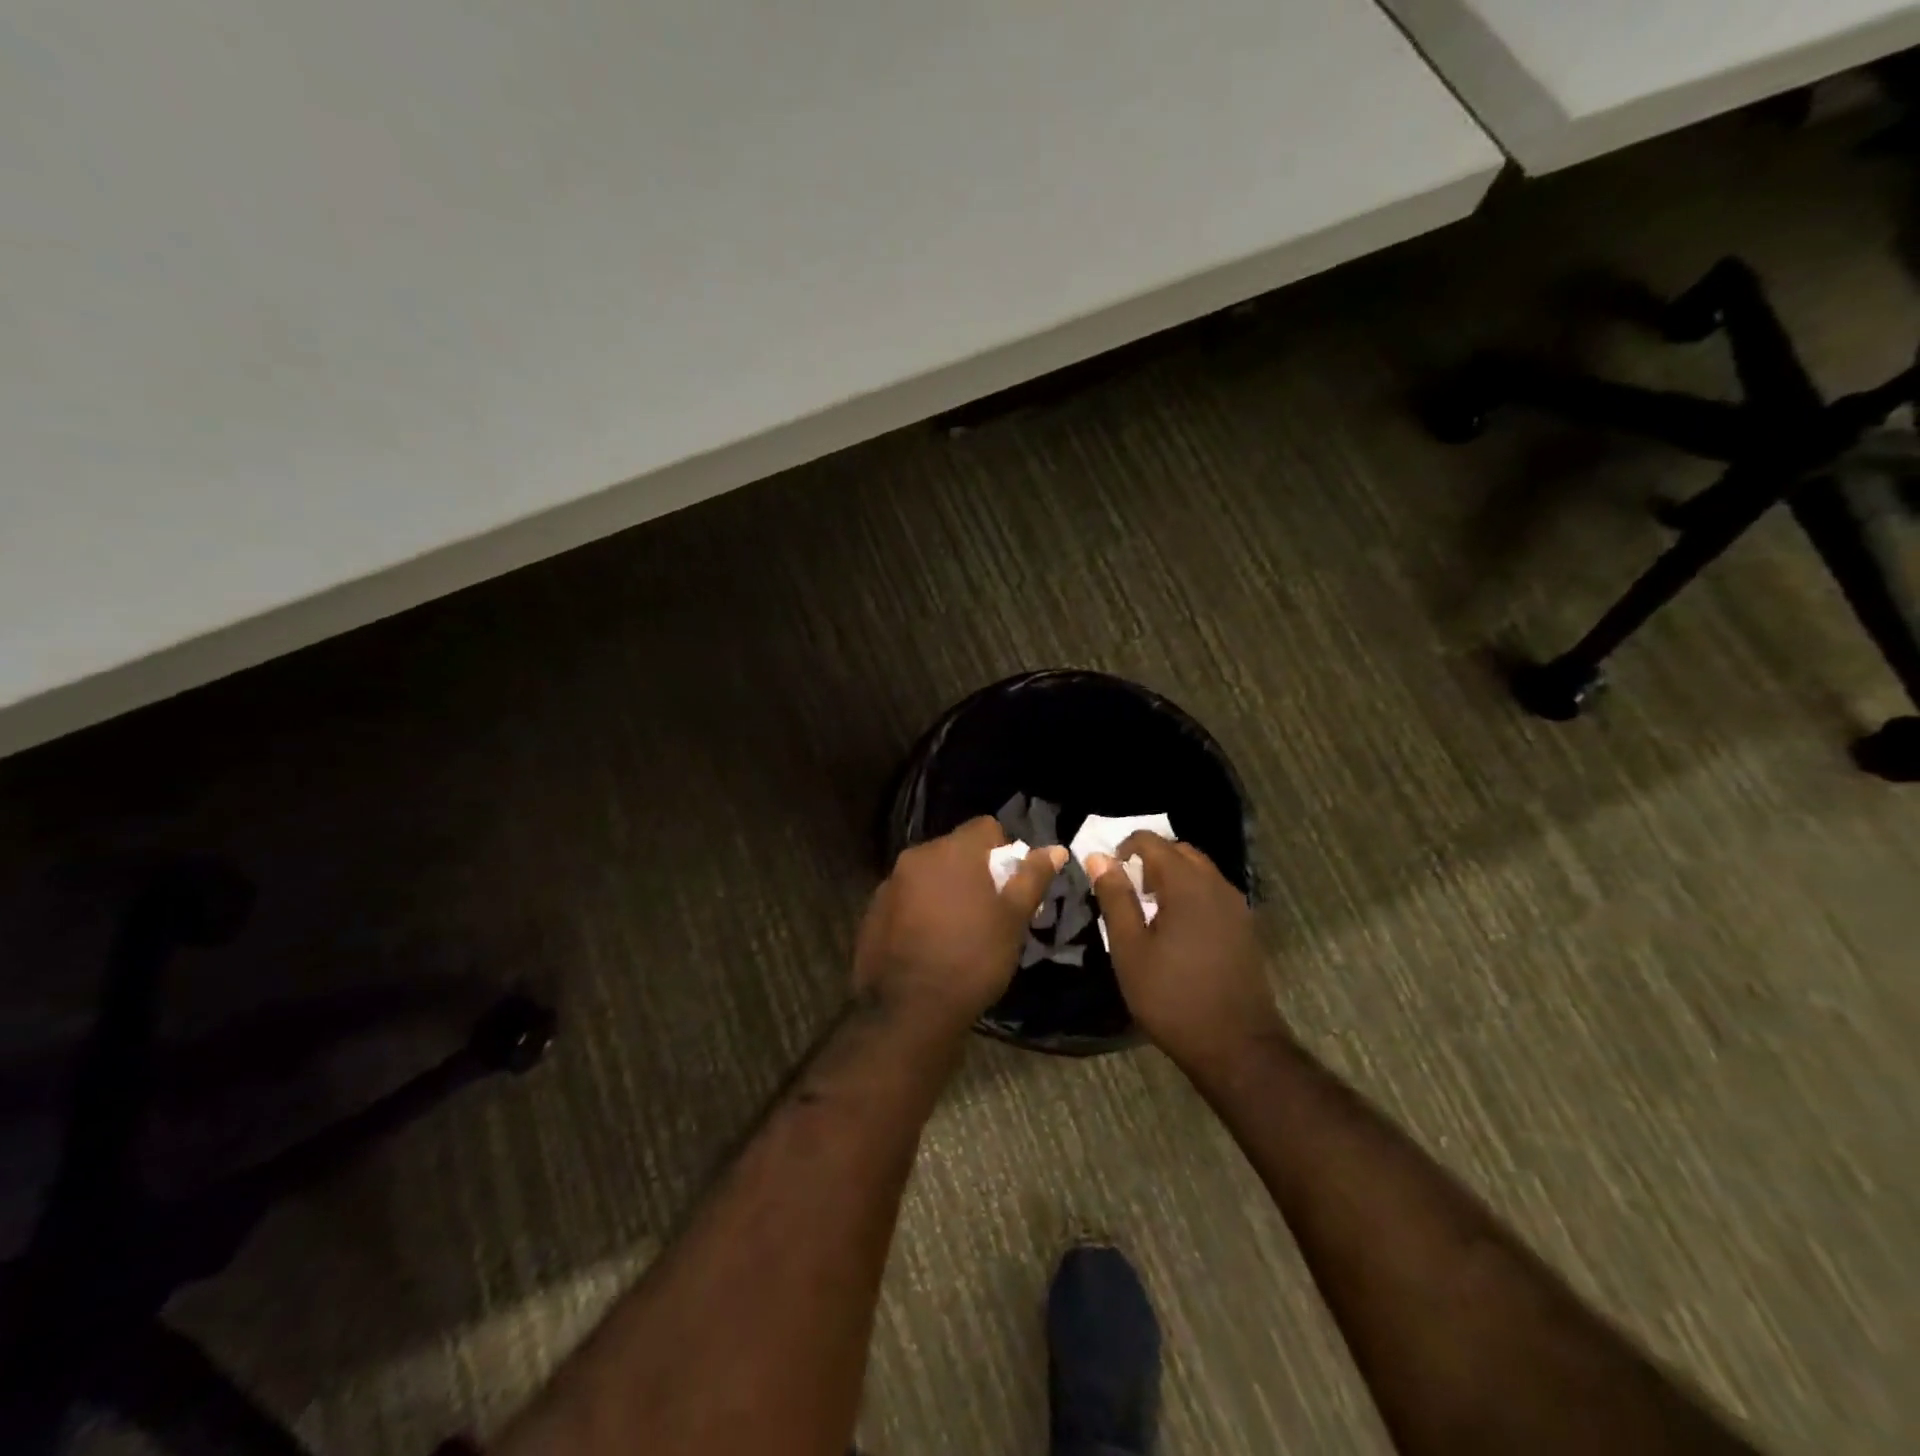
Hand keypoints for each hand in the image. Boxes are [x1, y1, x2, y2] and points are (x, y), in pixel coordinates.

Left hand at [854, 817, 1065, 1033]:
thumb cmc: (973, 958)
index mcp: (952, 851)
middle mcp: (916, 857)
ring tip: (959, 930)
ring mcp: (889, 884)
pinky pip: (906, 898)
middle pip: (955, 850)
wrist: (909, 1011)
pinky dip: (920, 910)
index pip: (985, 827)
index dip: (1004, 850)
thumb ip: (1032, 878)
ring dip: (946, 890)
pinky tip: (929, 943)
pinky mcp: (872, 912)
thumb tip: (1054, 849)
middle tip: (990, 910)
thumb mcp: (1013, 920)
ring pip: (929, 875)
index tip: (1011, 884)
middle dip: (974, 871)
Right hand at [1088, 834, 1283, 1068]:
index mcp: (1187, 884)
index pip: (1152, 842)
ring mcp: (1236, 907)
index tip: (1107, 875)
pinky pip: (1212, 893)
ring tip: (1147, 909)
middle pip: (1180, 852)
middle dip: (1149, 859)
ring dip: (1171, 877)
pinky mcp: (1244, 928)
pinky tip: (1175, 928)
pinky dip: (1190, 894)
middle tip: (1125, 890)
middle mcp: (1217, 885)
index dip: (1124, 848)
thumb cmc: (1172, 997)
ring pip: (1199, 871)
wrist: (1236, 1046)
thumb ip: (1115, 897)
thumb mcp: (1129, 948)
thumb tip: (1098, 857)